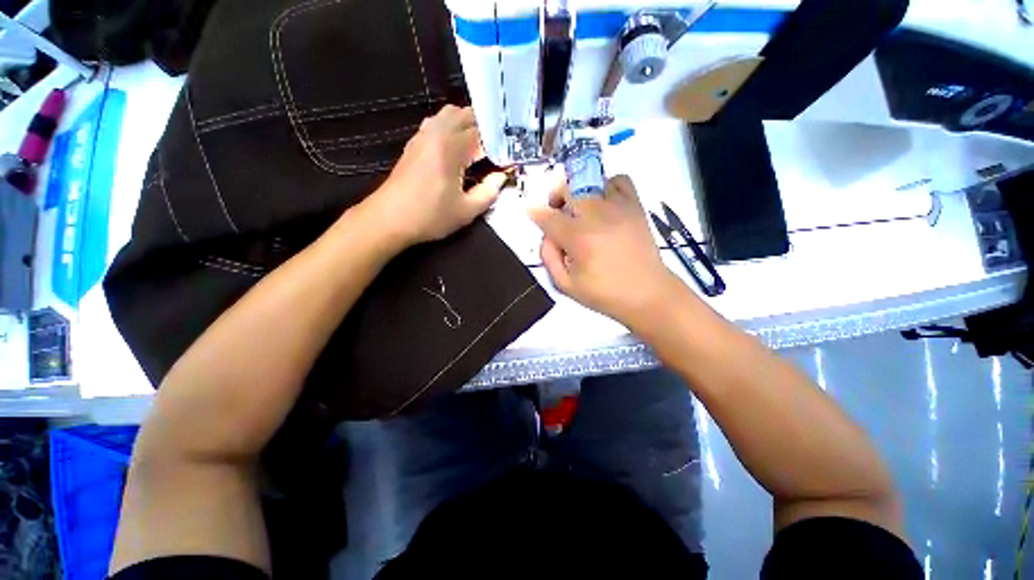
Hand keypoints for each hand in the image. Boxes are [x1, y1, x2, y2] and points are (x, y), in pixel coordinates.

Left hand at [366, 105, 506, 246]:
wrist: (389, 218)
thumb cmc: (430, 216)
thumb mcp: (466, 211)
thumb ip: (488, 192)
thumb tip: (501, 177)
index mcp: (452, 148)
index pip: (484, 133)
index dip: (501, 144)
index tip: (510, 157)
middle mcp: (438, 133)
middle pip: (468, 115)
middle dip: (487, 128)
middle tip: (499, 149)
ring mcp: (424, 134)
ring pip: (451, 114)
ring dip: (469, 124)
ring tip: (482, 145)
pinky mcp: (415, 141)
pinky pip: (438, 122)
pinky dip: (453, 127)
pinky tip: (458, 146)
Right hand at [529, 174, 684, 328]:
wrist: (647, 293)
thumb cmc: (604, 294)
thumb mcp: (565, 285)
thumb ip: (548, 257)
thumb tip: (547, 235)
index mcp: (579, 238)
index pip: (548, 216)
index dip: (536, 213)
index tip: (532, 212)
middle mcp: (597, 216)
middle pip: (568, 187)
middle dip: (555, 196)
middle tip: (557, 211)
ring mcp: (618, 208)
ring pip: (590, 180)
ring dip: (579, 192)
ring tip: (581, 209)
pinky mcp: (635, 206)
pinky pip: (619, 180)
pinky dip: (606, 186)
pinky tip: (604, 203)